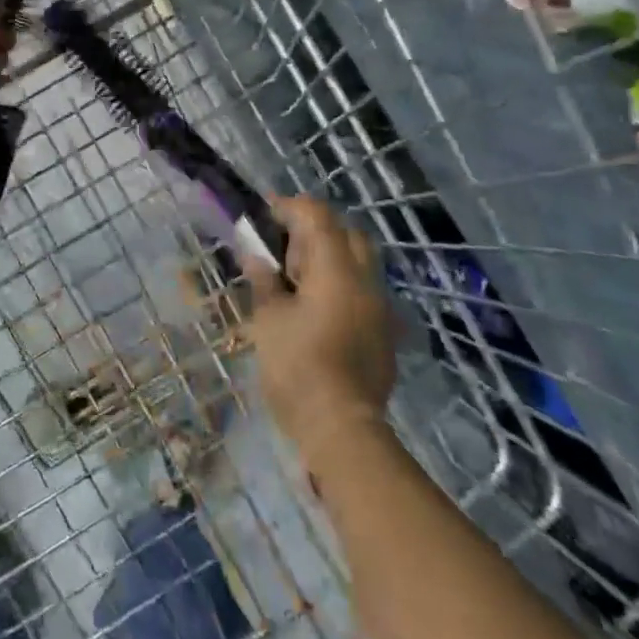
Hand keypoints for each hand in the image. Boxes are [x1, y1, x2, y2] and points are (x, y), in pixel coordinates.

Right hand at [247, 197, 395, 462]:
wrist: (342, 430)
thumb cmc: (297, 367)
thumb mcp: (269, 318)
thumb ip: (264, 279)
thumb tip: (254, 253)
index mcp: (337, 269)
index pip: (318, 215)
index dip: (289, 208)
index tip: (264, 216)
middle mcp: (366, 280)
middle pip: (347, 233)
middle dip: (314, 230)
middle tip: (283, 249)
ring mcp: (380, 308)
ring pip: (359, 262)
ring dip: (329, 258)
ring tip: (296, 280)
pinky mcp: (384, 333)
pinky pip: (363, 291)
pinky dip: (340, 285)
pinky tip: (315, 309)